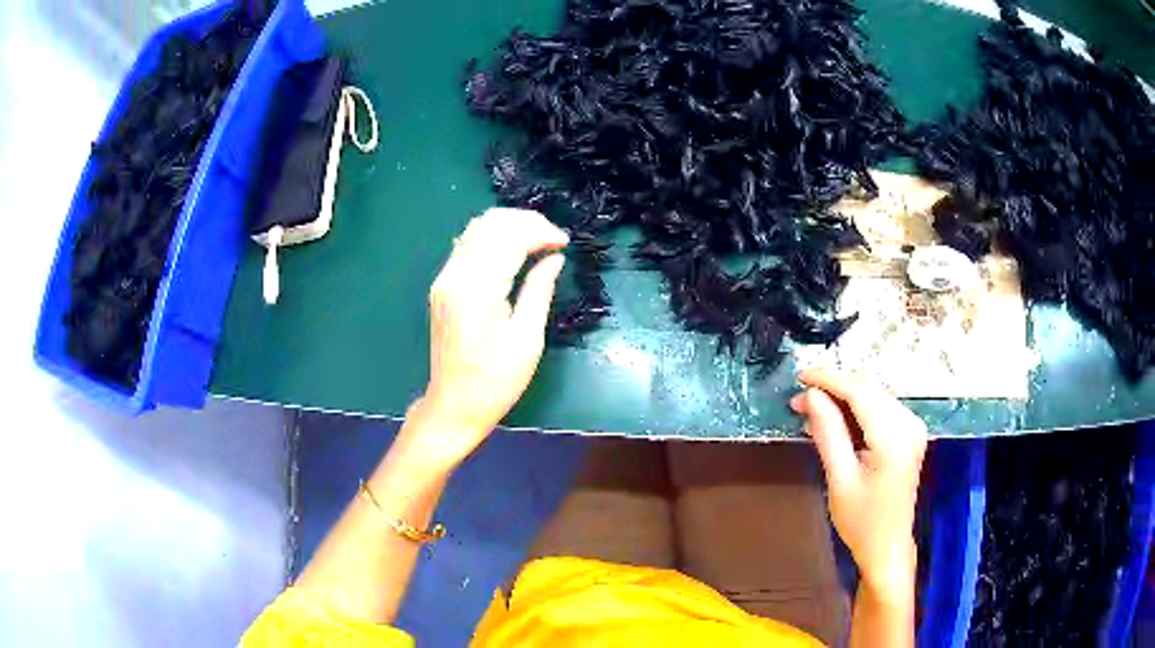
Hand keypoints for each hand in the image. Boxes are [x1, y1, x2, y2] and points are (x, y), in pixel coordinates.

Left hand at [402, 208, 568, 471]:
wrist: (454, 404)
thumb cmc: (496, 380)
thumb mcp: (528, 339)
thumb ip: (539, 290)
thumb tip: (554, 259)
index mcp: (477, 289)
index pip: (508, 237)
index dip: (540, 231)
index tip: (564, 243)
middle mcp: (455, 275)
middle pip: (489, 224)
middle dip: (525, 222)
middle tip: (553, 239)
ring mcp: (444, 279)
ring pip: (475, 229)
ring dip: (508, 227)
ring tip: (537, 241)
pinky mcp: (442, 286)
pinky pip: (466, 245)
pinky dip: (492, 239)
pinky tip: (512, 251)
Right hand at [790, 369, 927, 595]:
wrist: (888, 547)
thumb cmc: (861, 522)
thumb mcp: (839, 480)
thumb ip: (828, 433)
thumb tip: (811, 396)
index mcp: (894, 438)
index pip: (861, 392)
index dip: (829, 379)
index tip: (799, 378)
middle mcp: (909, 424)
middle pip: (869, 389)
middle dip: (833, 389)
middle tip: (799, 401)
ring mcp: (913, 427)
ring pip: (874, 395)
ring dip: (843, 398)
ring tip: (810, 411)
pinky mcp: (910, 433)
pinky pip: (880, 408)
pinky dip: (856, 409)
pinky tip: (834, 420)